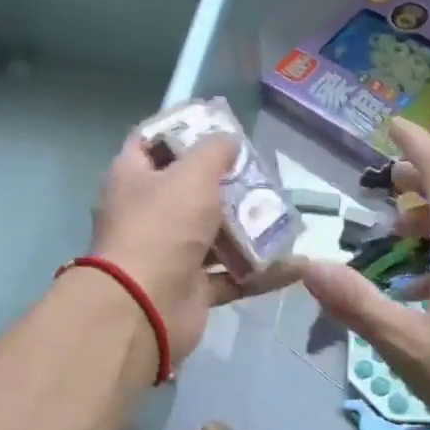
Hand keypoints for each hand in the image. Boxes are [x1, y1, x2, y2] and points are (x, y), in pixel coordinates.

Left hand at [87, 129, 299, 362]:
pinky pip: (231, 275)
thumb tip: (228, 140)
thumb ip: (214, 151)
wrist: (145, 307)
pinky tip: (295, 266)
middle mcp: (147, 213)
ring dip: (248, 228)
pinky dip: (260, 272)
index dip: (182, 128)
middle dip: (226, 182)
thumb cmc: (163, 227)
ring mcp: (169, 253)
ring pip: (213, 234)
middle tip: (263, 173)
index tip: (219, 123)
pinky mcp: (191, 288)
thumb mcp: (192, 174)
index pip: (152, 141)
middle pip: (188, 189)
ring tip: (285, 215)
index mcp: (133, 178)